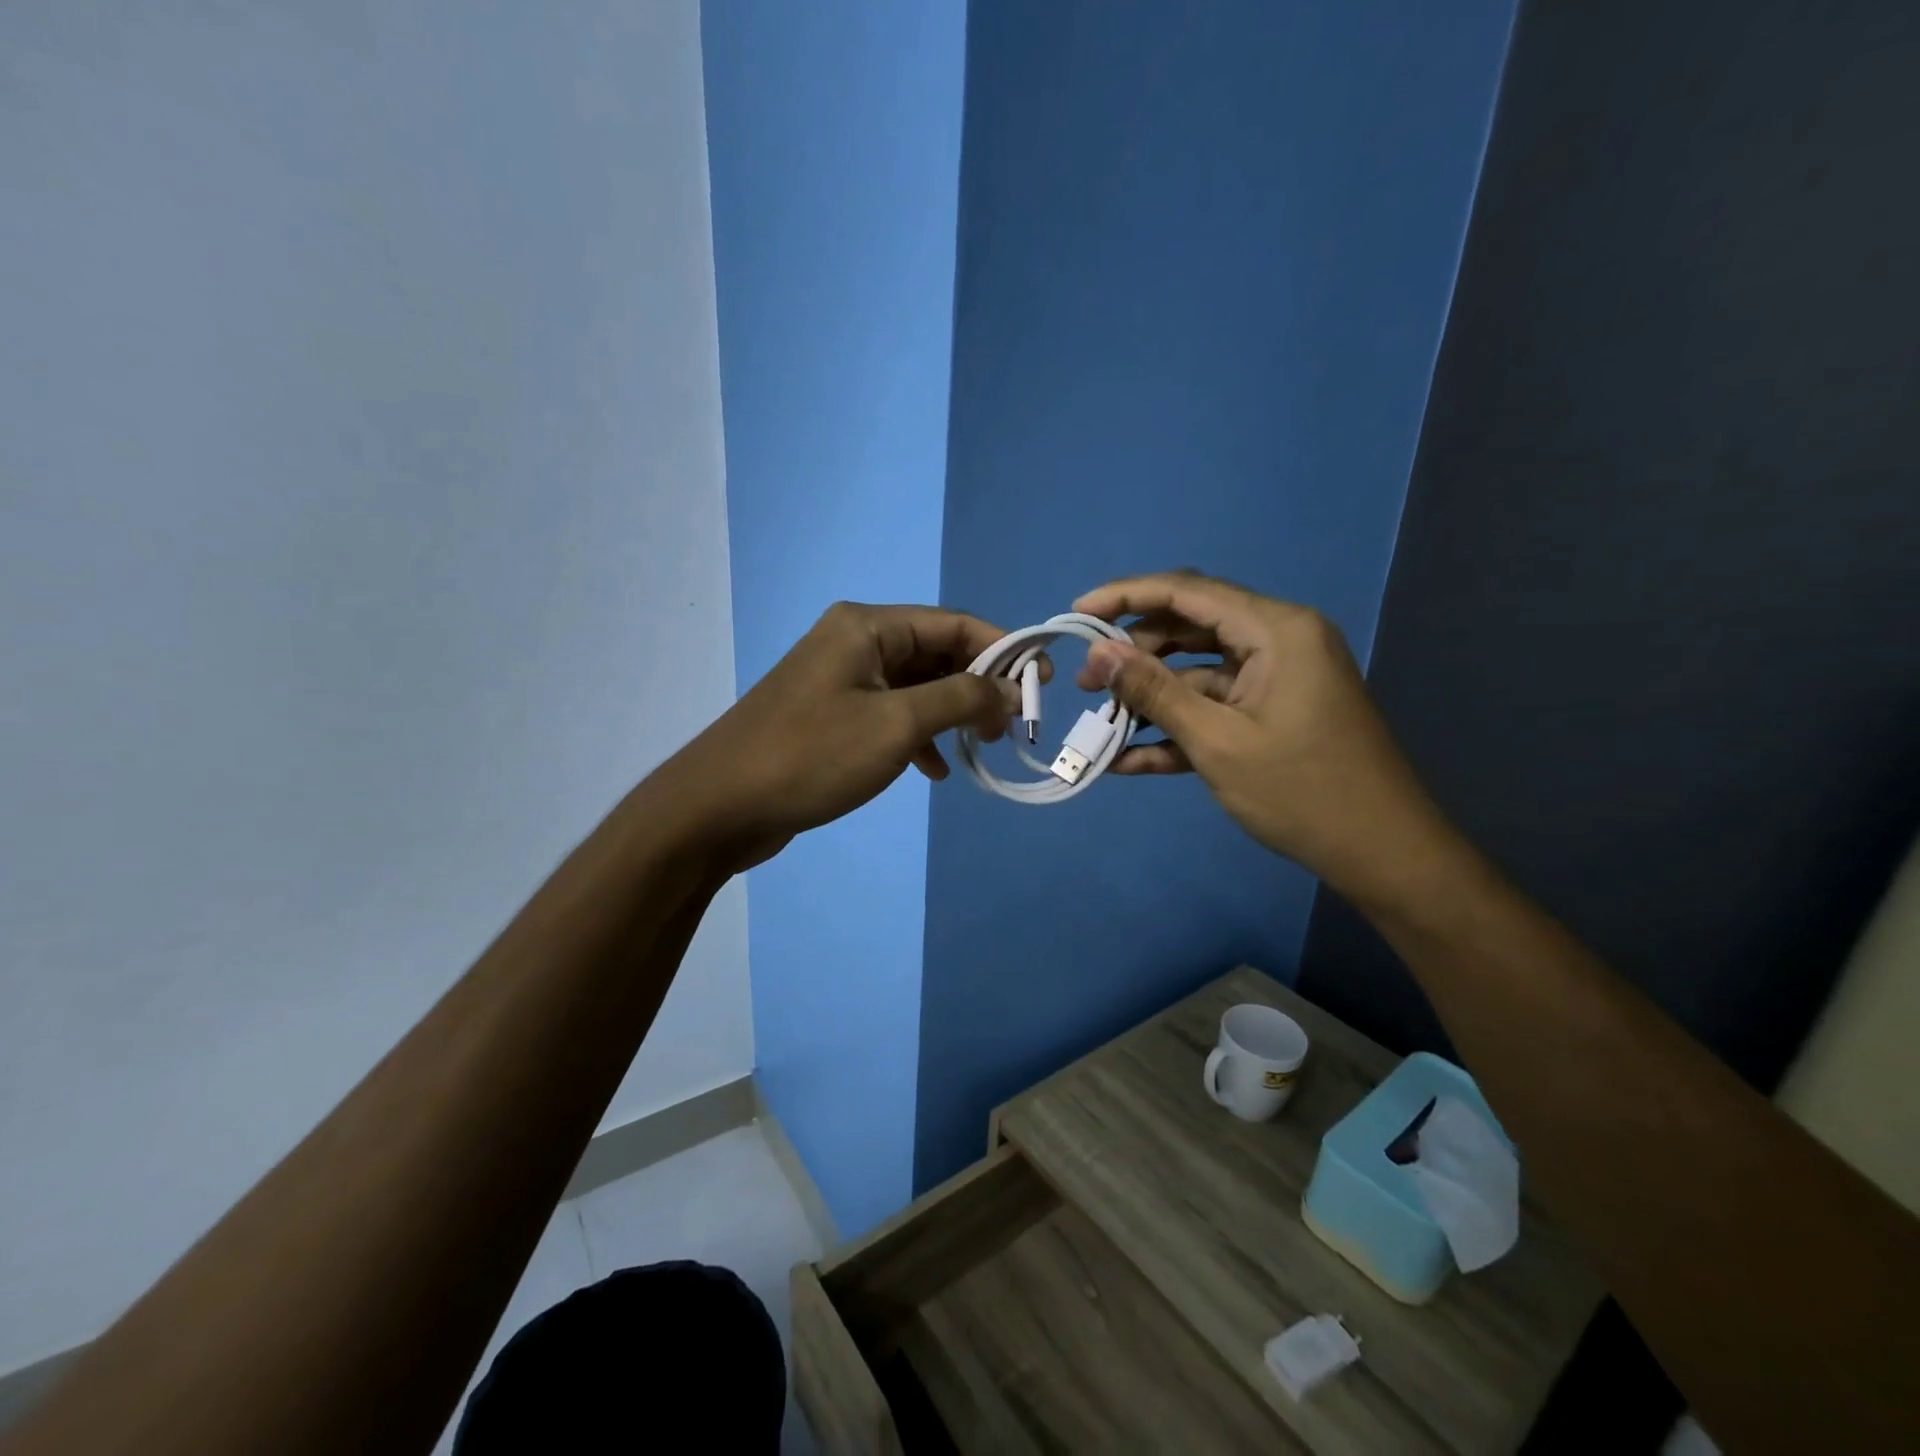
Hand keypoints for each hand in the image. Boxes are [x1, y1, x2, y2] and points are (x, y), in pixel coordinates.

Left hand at [654, 602, 1026, 871]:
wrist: (718, 808)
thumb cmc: (812, 756)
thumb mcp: (897, 724)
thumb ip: (962, 699)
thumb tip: (1014, 690)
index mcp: (868, 627)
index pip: (954, 625)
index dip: (1003, 651)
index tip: (1043, 686)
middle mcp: (854, 643)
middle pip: (936, 653)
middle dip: (978, 687)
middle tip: (1011, 726)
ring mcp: (840, 681)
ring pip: (915, 688)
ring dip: (952, 713)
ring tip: (982, 746)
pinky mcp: (830, 718)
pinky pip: (890, 715)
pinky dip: (919, 736)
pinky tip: (935, 769)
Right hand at [1073, 570, 1453, 904]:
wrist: (1383, 856)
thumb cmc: (1303, 793)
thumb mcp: (1217, 741)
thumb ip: (1154, 692)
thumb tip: (1098, 653)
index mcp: (1276, 630)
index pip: (1188, 592)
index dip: (1126, 595)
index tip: (1076, 613)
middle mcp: (1277, 641)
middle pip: (1189, 628)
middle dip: (1134, 653)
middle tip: (1086, 683)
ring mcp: (1275, 680)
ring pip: (1196, 671)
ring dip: (1150, 696)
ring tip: (1099, 721)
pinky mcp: (1271, 715)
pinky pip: (1214, 707)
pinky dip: (1176, 728)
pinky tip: (1129, 758)